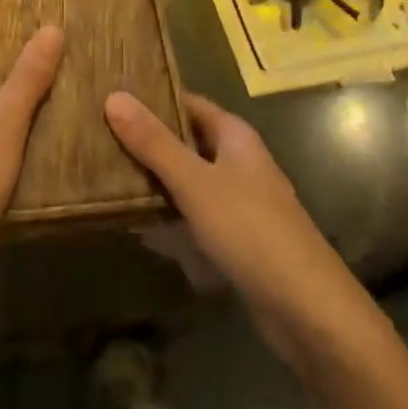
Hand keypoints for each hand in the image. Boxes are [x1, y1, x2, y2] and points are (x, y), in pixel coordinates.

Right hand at [105, 90, 367, 369]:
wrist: (310, 313)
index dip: (151, 98)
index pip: (186, 102)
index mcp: (234, 136)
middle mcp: (239, 161)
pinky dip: (169, 214)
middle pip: (186, 140)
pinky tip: (137, 223)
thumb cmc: (251, 231)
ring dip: (155, 179)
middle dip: (147, 140)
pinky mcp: (237, 239)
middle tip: (97, 135)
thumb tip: (113, 96)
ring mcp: (239, 202)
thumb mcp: (194, 182)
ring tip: (105, 173)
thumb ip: (153, 142)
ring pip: (188, 179)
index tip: (109, 96)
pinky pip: (194, 215)